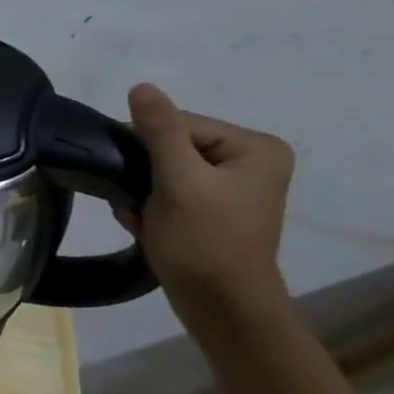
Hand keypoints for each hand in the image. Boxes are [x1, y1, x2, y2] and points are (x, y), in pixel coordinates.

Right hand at [121, 83, 293, 308]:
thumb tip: (141, 86)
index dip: (148, 150)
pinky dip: (152, 207)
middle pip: (172, 147)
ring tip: (144, 218)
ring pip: (165, 171)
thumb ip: (159, 131)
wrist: (221, 307)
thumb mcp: (178, 181)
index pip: (180, 124)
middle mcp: (251, 161)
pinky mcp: (216, 209)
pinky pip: (171, 192)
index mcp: (254, 147)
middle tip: (139, 205)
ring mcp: (234, 187)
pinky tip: (150, 226)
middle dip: (144, 175)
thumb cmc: (203, 242)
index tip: (139, 183)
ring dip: (143, 193)